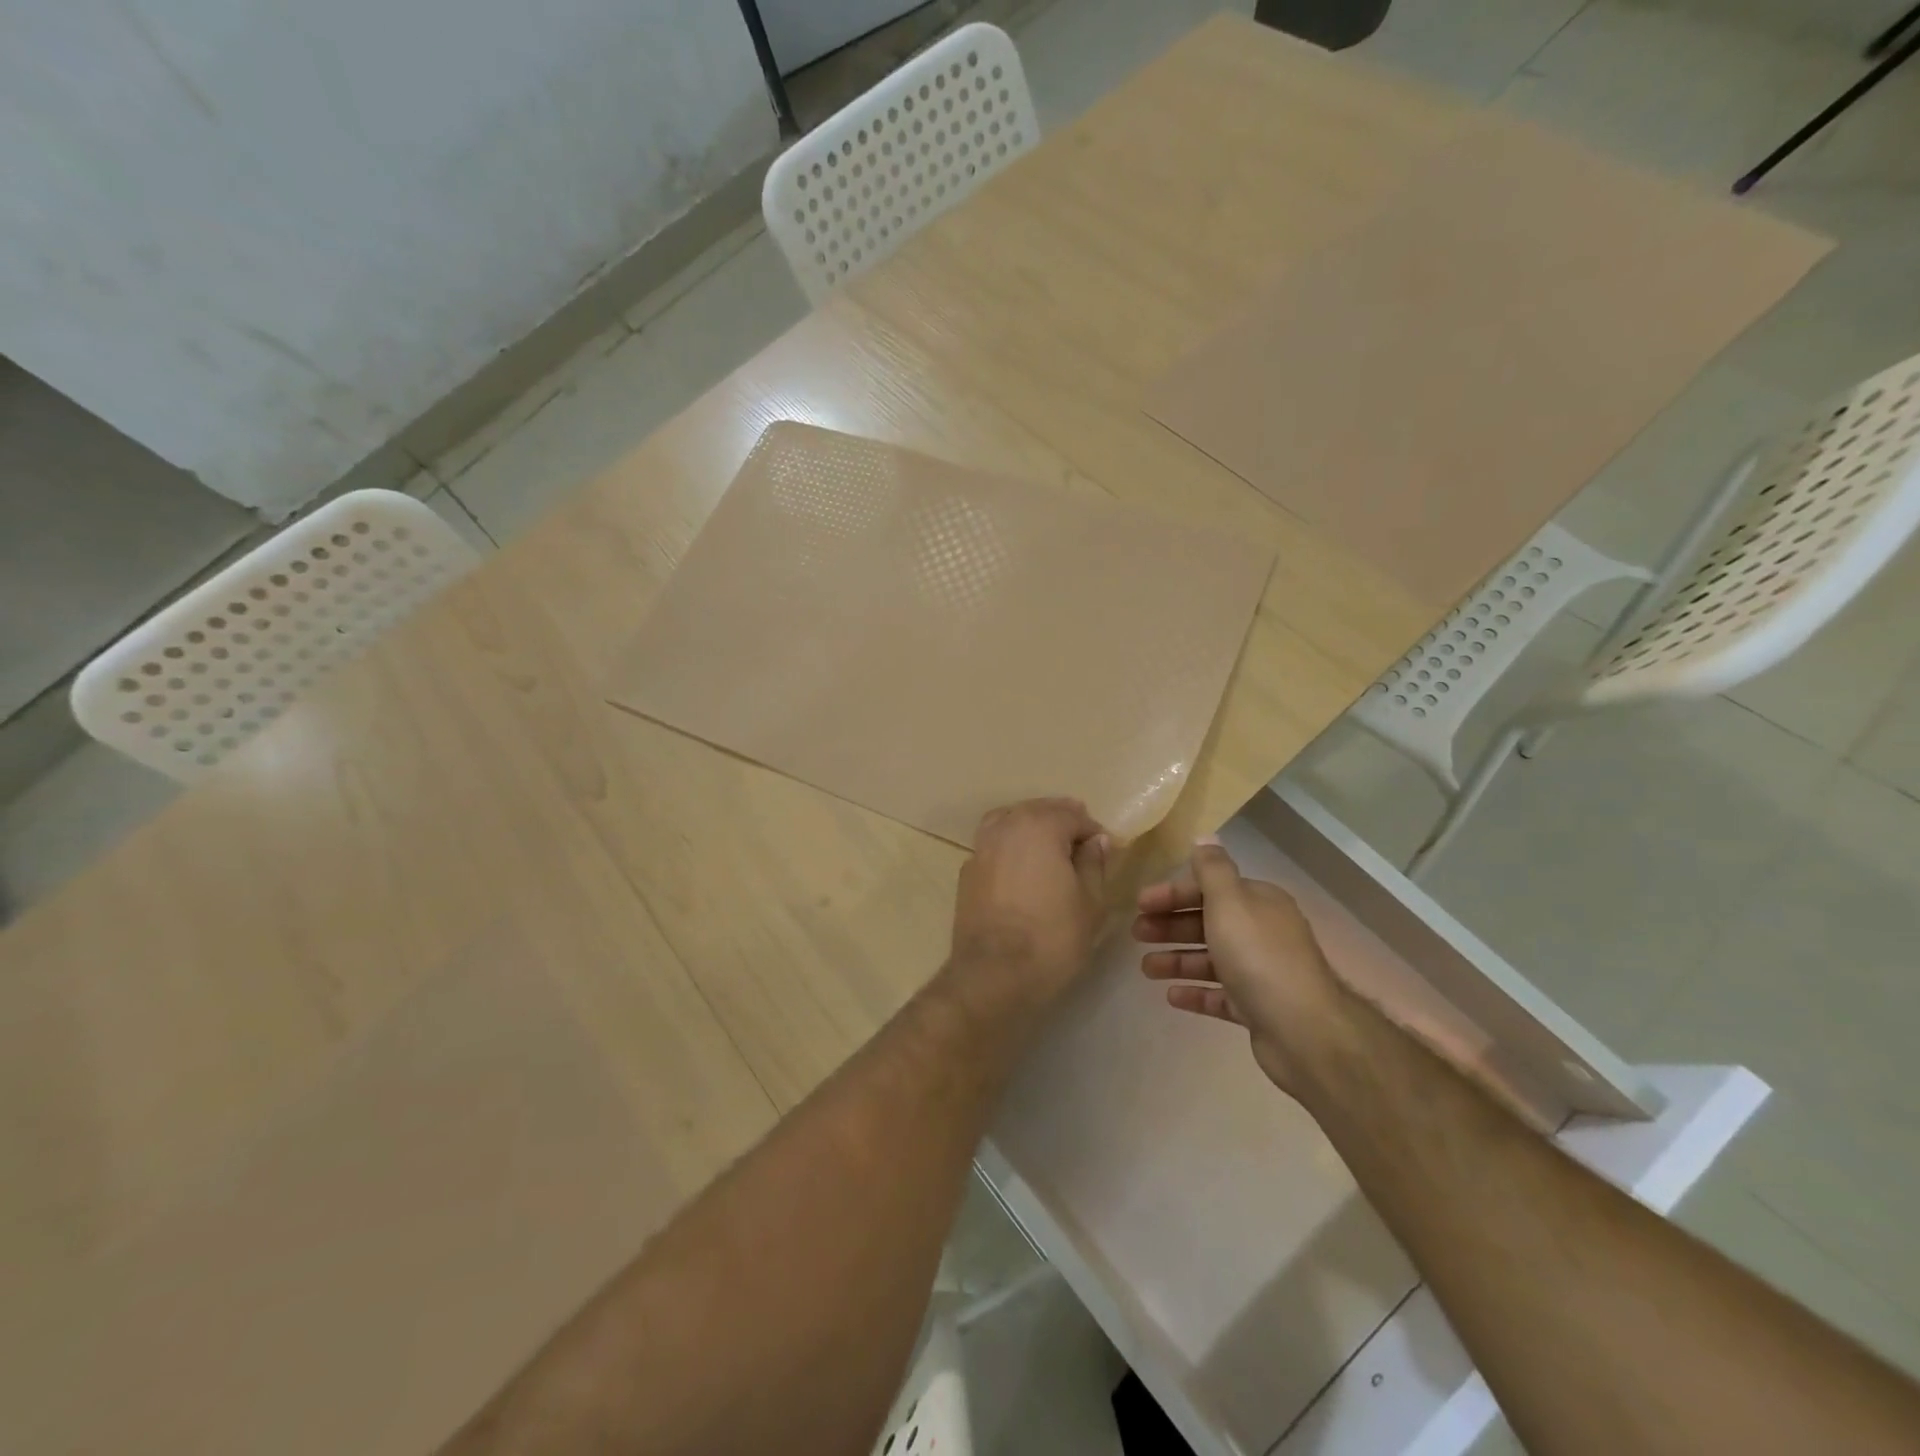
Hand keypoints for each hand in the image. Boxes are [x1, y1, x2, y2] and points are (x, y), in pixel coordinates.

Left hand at [949, 798, 1109, 1005]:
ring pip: (1011, 822)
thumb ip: (1094, 864)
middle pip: (1039, 811)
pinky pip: (994, 845)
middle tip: (1082, 849)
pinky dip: (1010, 848)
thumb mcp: (1090, 902)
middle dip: (1063, 823)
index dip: (1094, 832)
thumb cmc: (1052, 937)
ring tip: (1050, 853)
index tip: (1107, 851)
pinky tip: (1021, 870)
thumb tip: (1096, 841)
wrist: (993, 974)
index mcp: (1040, 826)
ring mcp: (981, 847)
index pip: (1074, 815)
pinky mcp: (967, 871)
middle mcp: (1007, 826)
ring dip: (1033, 830)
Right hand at [1134, 837, 1348, 1091]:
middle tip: (1136, 934)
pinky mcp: (1258, 1008)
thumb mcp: (1229, 902)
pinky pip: (1220, 995)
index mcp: (1258, 902)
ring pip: (1211, 960)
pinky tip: (1171, 996)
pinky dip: (1196, 992)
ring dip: (1177, 960)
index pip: (1209, 888)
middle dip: (1171, 926)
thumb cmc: (1258, 956)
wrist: (1304, 1030)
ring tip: (1146, 969)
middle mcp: (1262, 932)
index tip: (1140, 903)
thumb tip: (1205, 837)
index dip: (1173, 893)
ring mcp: (1261, 972)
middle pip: (1208, 922)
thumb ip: (1213, 869)